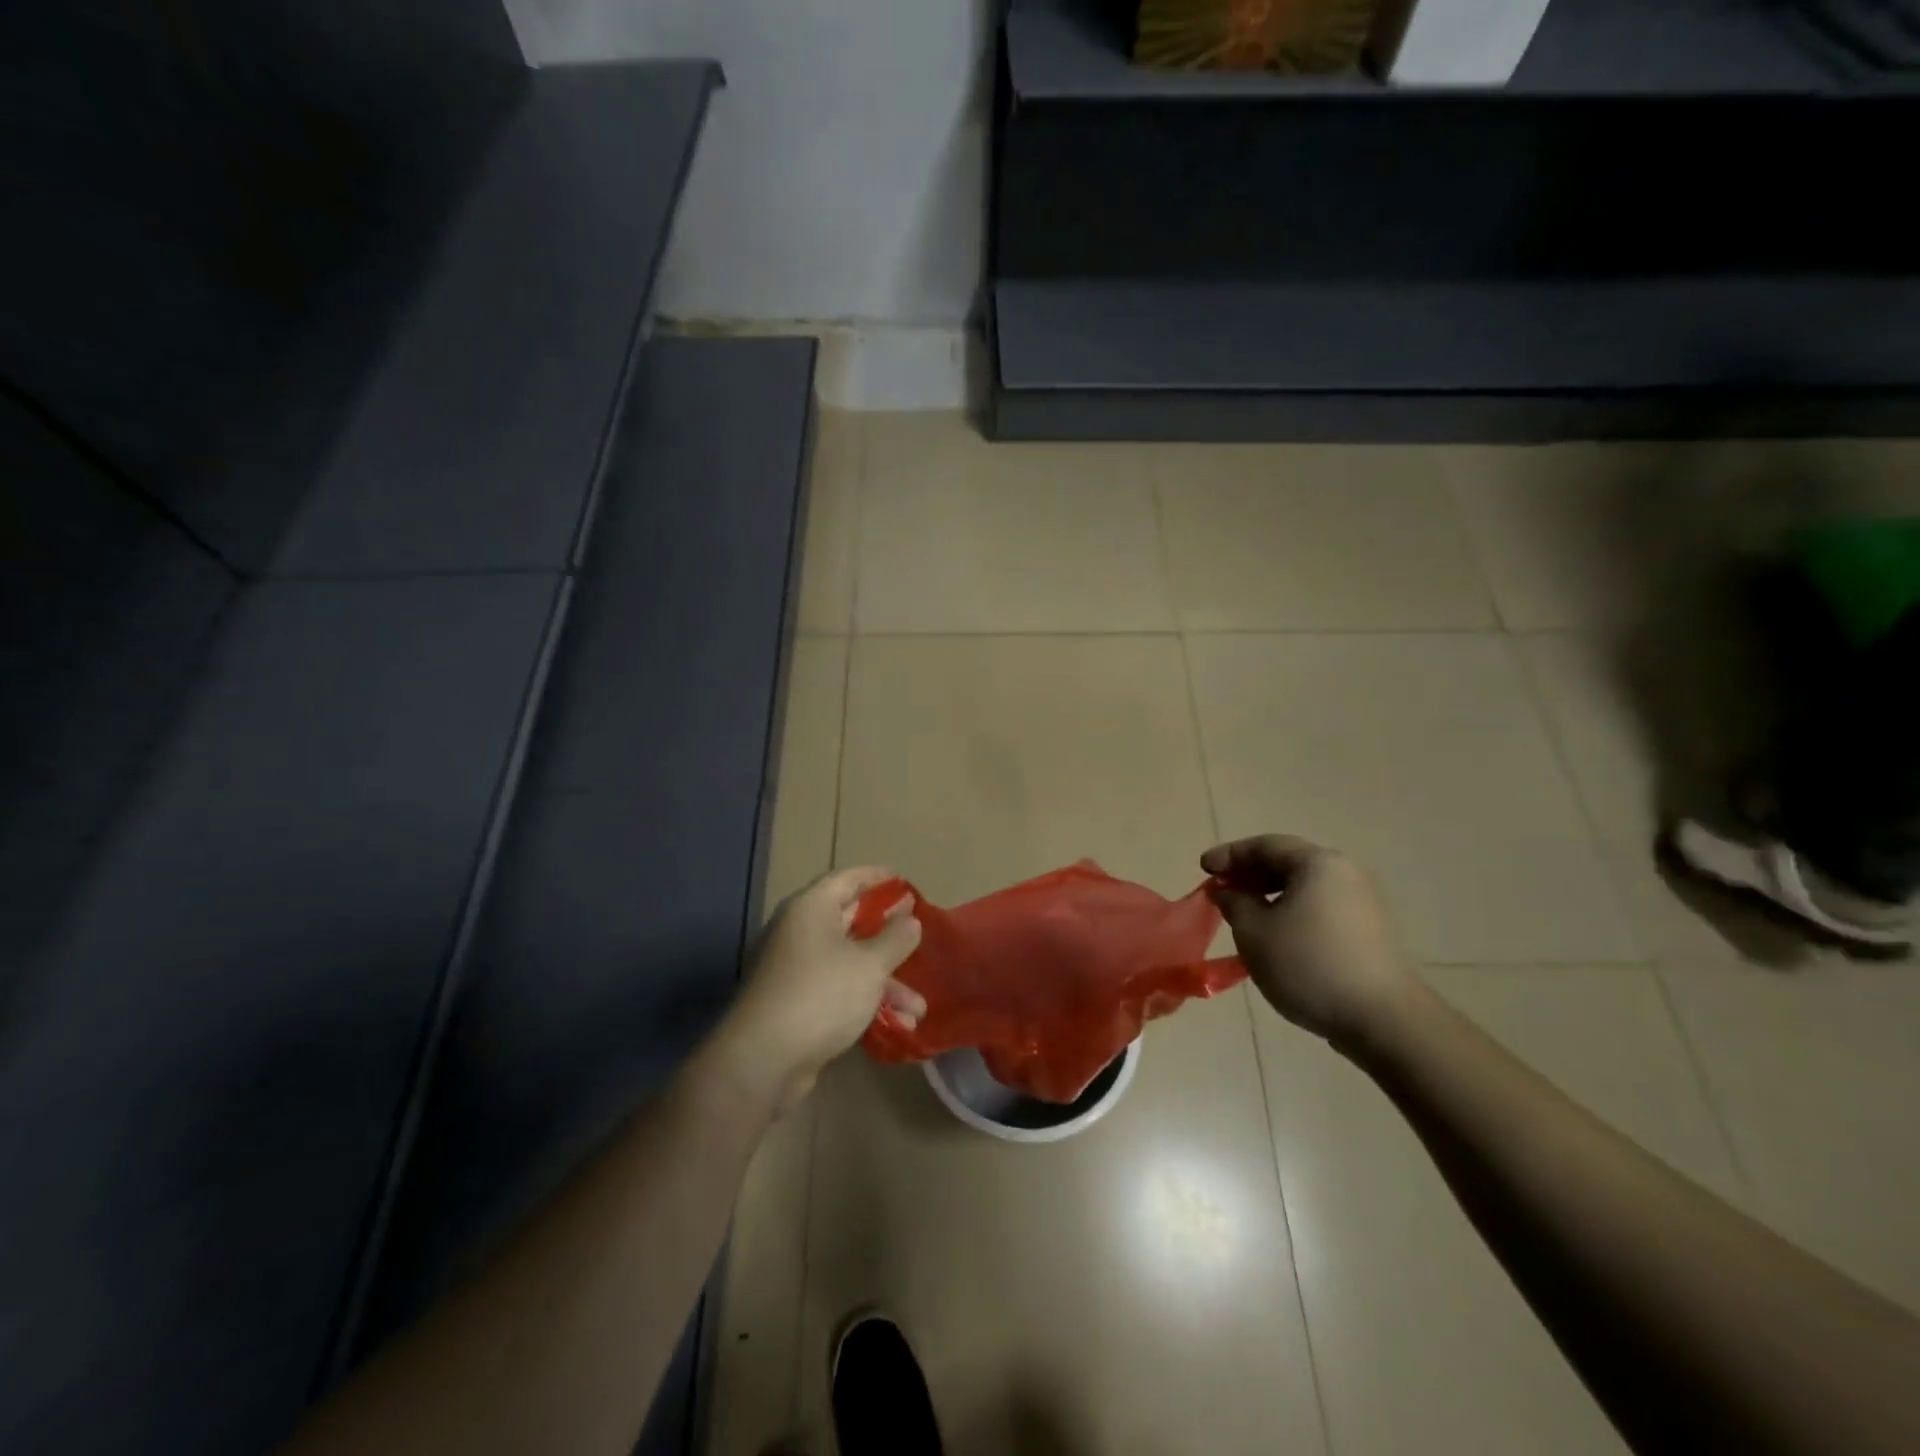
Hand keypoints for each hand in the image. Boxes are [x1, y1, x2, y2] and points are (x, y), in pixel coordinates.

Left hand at [714, 867, 924, 1109]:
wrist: (763, 1060)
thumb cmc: (821, 995)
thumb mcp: (869, 965)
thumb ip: (895, 939)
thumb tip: (910, 919)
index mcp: (811, 909)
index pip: (848, 879)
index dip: (878, 878)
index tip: (905, 883)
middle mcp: (800, 932)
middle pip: (850, 921)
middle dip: (888, 934)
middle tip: (918, 933)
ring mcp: (797, 969)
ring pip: (850, 963)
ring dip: (885, 982)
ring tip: (919, 1008)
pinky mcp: (797, 1003)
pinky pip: (839, 991)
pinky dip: (866, 1001)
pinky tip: (898, 1025)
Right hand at [1202, 835, 1416, 1047]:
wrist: (1384, 1020)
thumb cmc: (1309, 965)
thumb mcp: (1254, 933)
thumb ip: (1234, 903)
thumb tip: (1229, 891)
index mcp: (1318, 863)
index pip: (1265, 845)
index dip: (1230, 854)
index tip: (1203, 868)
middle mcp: (1345, 873)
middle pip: (1288, 862)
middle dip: (1251, 874)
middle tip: (1222, 889)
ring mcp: (1363, 902)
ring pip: (1306, 887)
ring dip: (1271, 894)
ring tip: (1245, 914)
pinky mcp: (1371, 930)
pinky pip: (1321, 907)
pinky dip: (1293, 911)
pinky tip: (1277, 935)